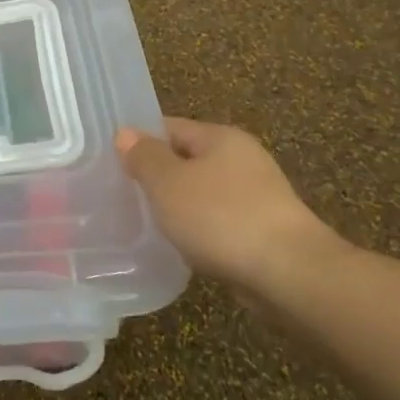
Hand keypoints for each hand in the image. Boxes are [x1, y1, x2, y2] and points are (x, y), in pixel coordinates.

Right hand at [116, 118, 339, 289]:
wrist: (289, 272)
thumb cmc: (220, 218)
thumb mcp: (168, 183)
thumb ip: (144, 157)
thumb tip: (126, 133)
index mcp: (220, 137)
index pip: (170, 127)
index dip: (139, 142)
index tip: (110, 163)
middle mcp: (242, 158)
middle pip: (187, 159)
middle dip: (158, 176)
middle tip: (123, 196)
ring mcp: (257, 194)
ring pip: (203, 192)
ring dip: (179, 205)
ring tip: (148, 224)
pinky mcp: (264, 228)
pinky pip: (219, 220)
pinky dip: (200, 229)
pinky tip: (184, 246)